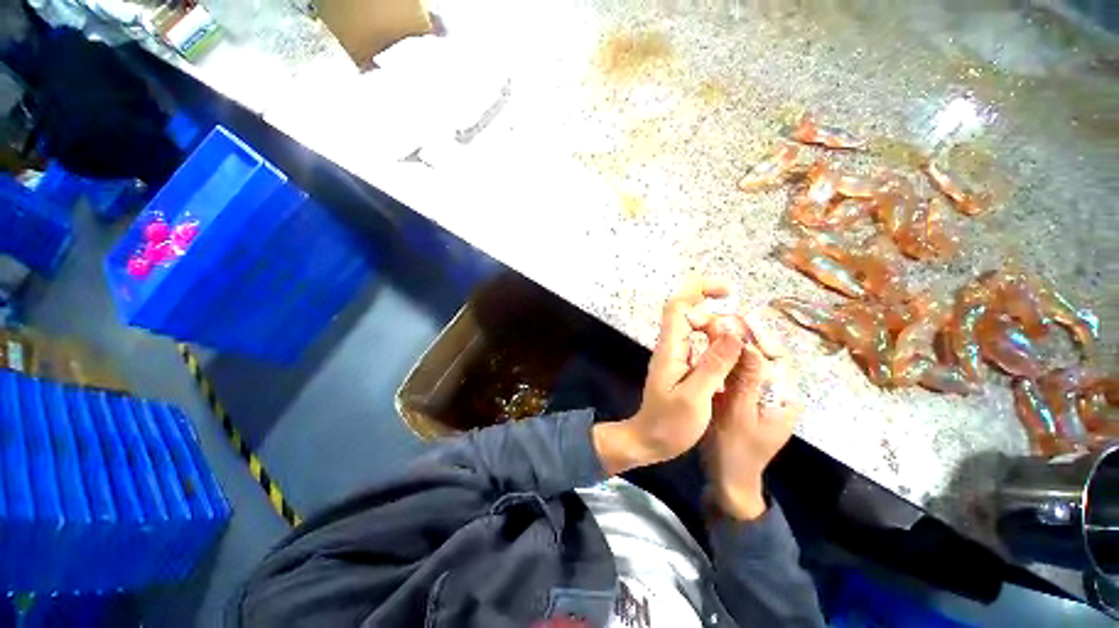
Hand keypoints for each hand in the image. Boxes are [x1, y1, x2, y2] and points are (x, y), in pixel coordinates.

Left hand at [594, 278, 743, 475]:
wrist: (649, 440)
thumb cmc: (669, 424)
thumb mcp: (695, 398)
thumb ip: (713, 365)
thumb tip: (734, 331)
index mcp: (670, 349)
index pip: (678, 306)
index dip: (700, 290)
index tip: (729, 292)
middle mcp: (671, 346)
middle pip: (691, 313)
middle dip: (719, 315)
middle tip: (744, 335)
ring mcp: (677, 356)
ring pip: (698, 330)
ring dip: (722, 332)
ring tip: (744, 349)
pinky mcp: (683, 366)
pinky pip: (702, 346)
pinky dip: (720, 346)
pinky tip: (735, 360)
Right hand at [705, 313, 801, 519]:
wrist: (727, 479)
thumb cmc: (736, 450)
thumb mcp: (741, 414)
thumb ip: (748, 380)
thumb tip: (751, 344)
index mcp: (784, 398)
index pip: (777, 358)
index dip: (761, 336)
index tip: (741, 319)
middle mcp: (775, 393)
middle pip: (762, 357)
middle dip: (744, 337)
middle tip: (722, 320)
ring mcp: (757, 396)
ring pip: (747, 364)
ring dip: (732, 346)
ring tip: (713, 328)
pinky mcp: (741, 399)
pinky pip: (734, 374)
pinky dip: (723, 361)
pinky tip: (709, 349)